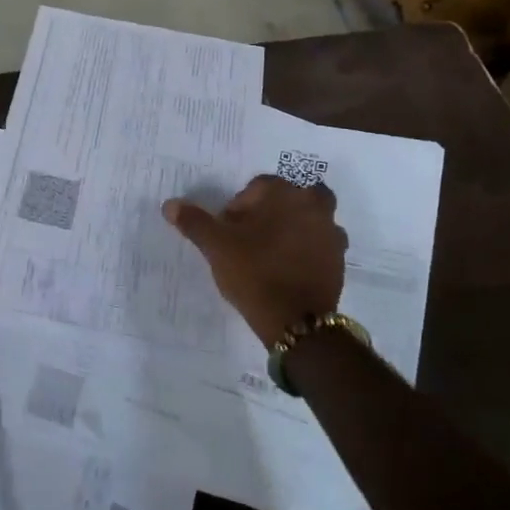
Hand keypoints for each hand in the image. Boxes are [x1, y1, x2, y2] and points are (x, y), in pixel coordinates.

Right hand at [164, 175, 347, 347]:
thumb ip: (194, 221)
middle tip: (252, 236)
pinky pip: (319, 243)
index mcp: (284, 193)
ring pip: (308, 217)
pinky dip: (306, 249)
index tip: (229, 230)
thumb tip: (170, 204)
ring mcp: (331, 231)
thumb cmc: (254, 272)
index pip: (258, 187)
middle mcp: (313, 204)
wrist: (296, 321)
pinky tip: (288, 268)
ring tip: (270, 253)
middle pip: (289, 197)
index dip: (240, 207)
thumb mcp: (216, 246)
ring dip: (292, 227)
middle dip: (271, 210)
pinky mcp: (339, 258)